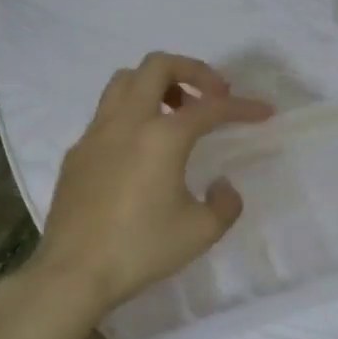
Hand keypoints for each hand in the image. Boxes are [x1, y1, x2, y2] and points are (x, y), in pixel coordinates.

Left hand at [31, 52, 273, 315]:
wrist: (74, 272)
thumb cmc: (141, 249)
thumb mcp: (201, 232)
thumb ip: (224, 203)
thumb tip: (221, 186)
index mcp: (162, 137)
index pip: (211, 108)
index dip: (242, 107)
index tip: (264, 112)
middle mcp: (127, 122)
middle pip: (158, 66)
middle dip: (193, 70)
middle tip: (213, 95)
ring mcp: (95, 134)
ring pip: (124, 82)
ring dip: (156, 85)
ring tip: (176, 113)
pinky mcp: (76, 153)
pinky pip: (106, 114)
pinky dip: (131, 114)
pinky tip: (141, 150)